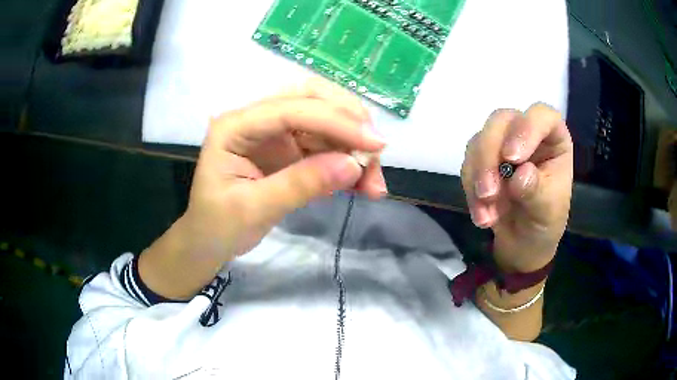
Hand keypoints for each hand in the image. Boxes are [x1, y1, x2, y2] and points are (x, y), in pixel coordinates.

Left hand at [139, 79, 386, 298]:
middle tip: (377, 152)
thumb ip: (300, 185)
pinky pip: (326, 145)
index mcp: (235, 126)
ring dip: (354, 146)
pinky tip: (362, 184)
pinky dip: (348, 161)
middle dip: (349, 121)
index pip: (291, 110)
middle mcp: (256, 119)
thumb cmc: (217, 226)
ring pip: (325, 122)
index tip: (375, 145)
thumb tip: (354, 166)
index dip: (336, 121)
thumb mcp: (253, 210)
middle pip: (311, 98)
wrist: (208, 242)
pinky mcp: (288, 149)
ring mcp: (274, 133)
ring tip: (374, 183)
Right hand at [461, 104, 573, 271]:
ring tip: (487, 217)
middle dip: (490, 155)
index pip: (541, 116)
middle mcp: (527, 135)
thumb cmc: (545, 224)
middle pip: (501, 121)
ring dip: (478, 177)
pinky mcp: (483, 160)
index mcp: (553, 140)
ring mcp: (502, 145)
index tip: (513, 158)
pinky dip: (470, 190)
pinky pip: (468, 163)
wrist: (523, 244)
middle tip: (488, 192)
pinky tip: (483, 216)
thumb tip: (520, 175)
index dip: (526, 128)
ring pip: (480, 140)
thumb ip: (537, 192)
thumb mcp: (548, 212)